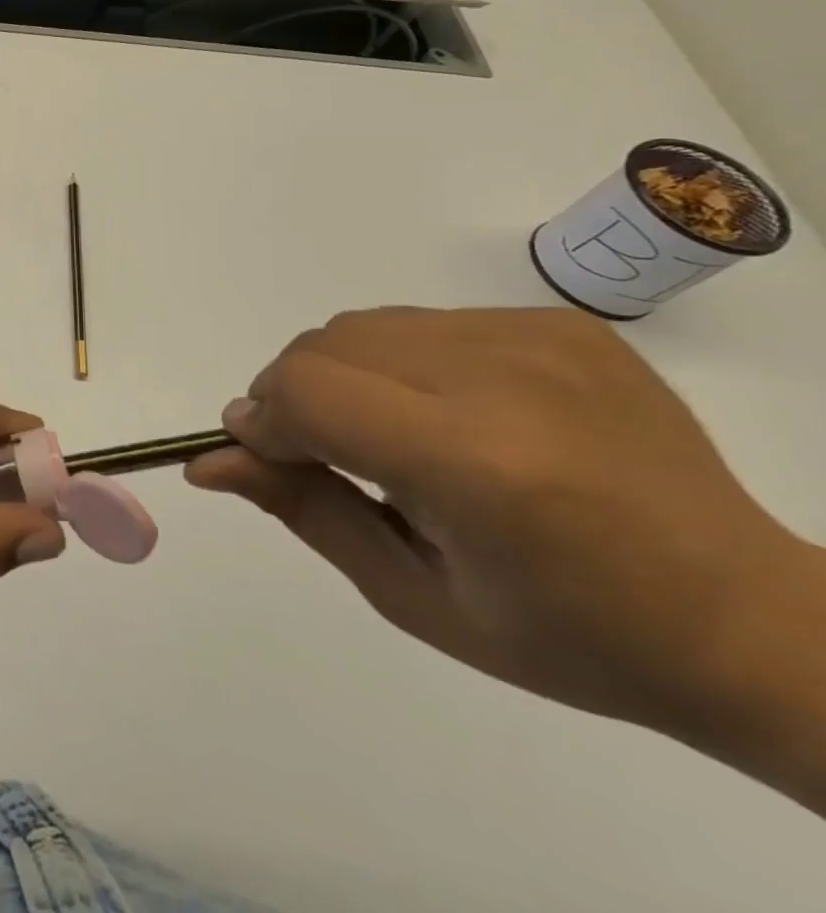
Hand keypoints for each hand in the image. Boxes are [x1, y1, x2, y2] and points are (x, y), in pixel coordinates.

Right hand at [188, 307, 825, 752]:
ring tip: (388, 435)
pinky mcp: (560, 323)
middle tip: (321, 454)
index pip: (307, 392)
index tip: (261, 456)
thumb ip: (301, 510)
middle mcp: (505, 380)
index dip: (263, 420)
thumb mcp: (413, 596)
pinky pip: (424, 322)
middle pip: (324, 346)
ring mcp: (539, 340)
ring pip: (365, 327)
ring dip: (341, 375)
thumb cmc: (570, 637)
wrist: (749, 620)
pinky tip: (449, 415)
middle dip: (291, 396)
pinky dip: (399, 363)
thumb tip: (210, 460)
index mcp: (477, 466)